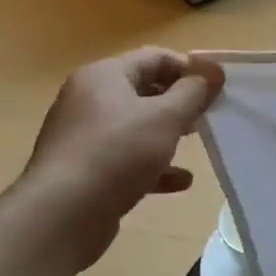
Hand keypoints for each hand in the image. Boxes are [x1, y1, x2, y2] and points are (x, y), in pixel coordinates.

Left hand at [19, 47, 225, 268]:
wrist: (59, 217)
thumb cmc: (116, 154)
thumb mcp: (166, 117)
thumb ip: (194, 91)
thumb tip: (214, 70)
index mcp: (104, 77)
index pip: (155, 57)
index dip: (189, 68)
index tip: (216, 88)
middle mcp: (88, 100)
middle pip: (145, 90)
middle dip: (180, 102)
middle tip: (208, 115)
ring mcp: (83, 137)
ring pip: (136, 126)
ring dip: (169, 134)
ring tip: (197, 144)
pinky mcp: (84, 170)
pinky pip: (126, 158)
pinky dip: (153, 165)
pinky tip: (180, 182)